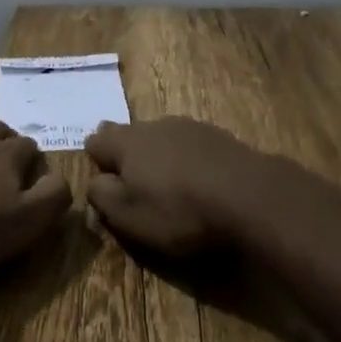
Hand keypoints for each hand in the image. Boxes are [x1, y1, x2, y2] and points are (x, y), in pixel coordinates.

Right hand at [84, 118, 273, 257]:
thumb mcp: (129, 216)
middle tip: (135, 184)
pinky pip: (189, 144)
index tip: (104, 183)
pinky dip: (187, 159)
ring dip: (158, 156)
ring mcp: (186, 126)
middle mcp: (152, 125)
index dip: (96, 160)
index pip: (96, 140)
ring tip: (169, 186)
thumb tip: (94, 182)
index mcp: (126, 142)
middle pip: (129, 134)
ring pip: (160, 137)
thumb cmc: (179, 210)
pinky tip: (199, 182)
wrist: (246, 195)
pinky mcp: (215, 135)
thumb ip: (103, 196)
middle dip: (127, 155)